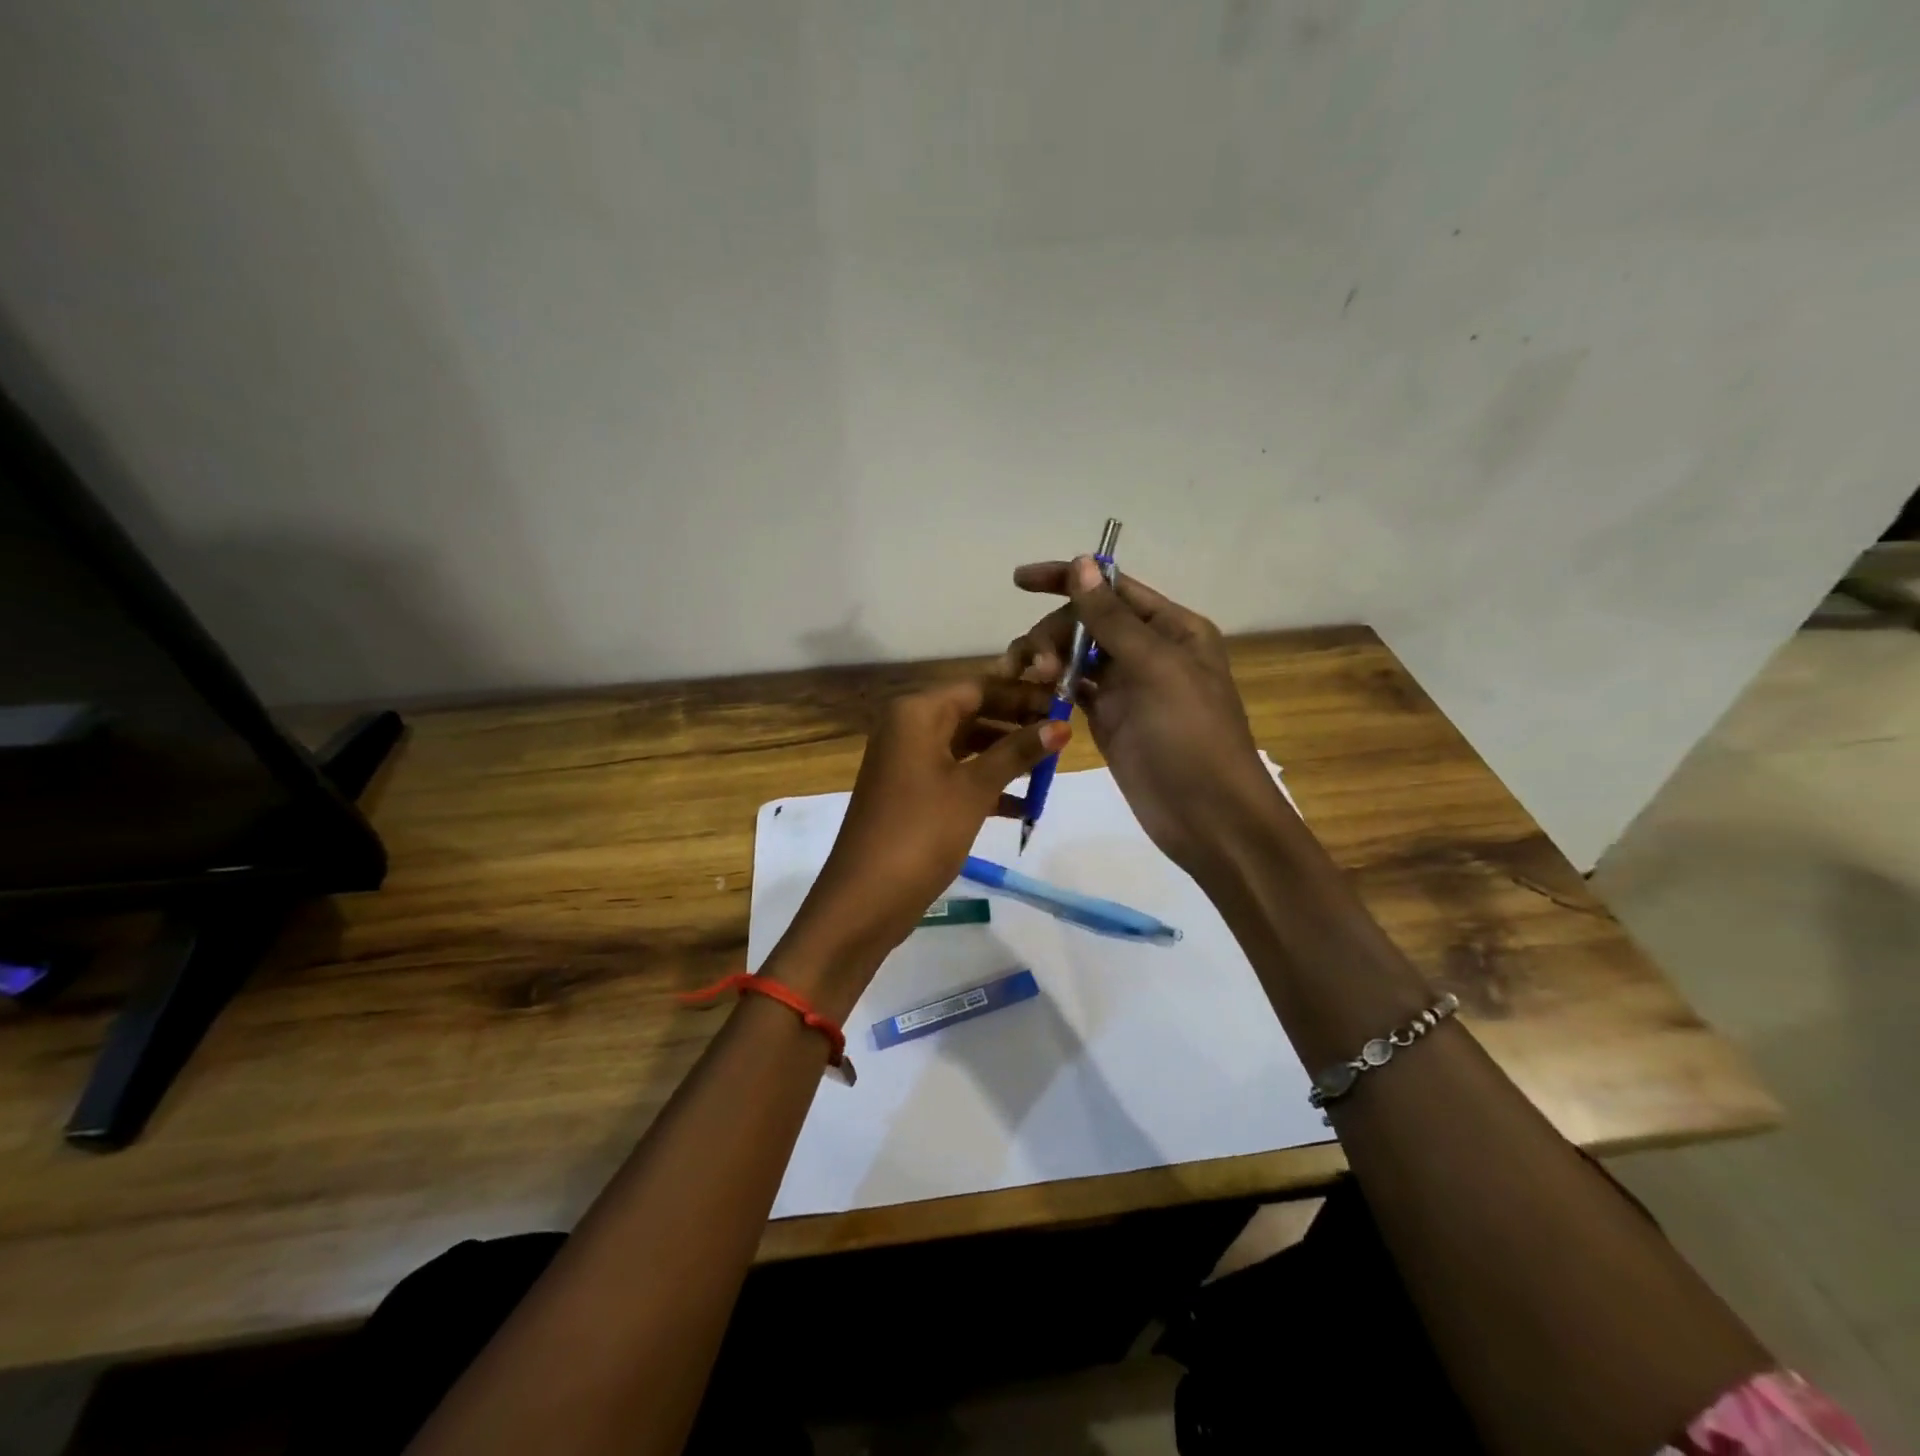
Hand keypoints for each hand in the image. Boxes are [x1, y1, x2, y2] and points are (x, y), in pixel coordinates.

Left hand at [773, 677, 1067, 1011]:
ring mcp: (907, 763)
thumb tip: (1062, 725)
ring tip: (1050, 772)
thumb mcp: (974, 789)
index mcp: (917, 714)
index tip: (1066, 705)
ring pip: (966, 747)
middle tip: (1063, 738)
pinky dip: (986, 787)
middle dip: (1017, 726)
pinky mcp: (911, 795)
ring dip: (1005, 759)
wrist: (865, 898)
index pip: (979, 688)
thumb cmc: (921, 832)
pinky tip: (1023, 807)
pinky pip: (955, 777)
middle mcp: (908, 729)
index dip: (1023, 695)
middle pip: (973, 714)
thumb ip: (1017, 752)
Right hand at [1003, 557, 1280, 871]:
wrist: (1207, 816)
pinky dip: (1050, 687)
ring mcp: (1126, 686)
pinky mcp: (1108, 719)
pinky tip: (1029, 692)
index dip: (1066, 579)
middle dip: (1055, 632)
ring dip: (1046, 658)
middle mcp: (1148, 650)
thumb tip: (1081, 564)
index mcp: (1171, 628)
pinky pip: (1071, 690)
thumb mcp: (1155, 668)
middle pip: (1086, 621)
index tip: (1019, 581)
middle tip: (1037, 663)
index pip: (1113, 588)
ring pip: (1074, 655)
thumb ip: (1112, 619)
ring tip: (1027, 678)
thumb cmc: (1191, 735)